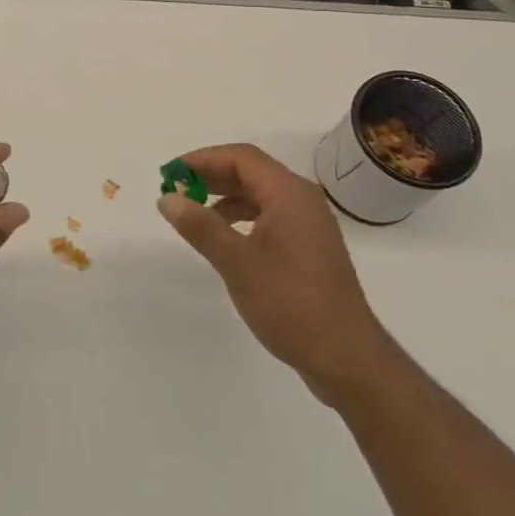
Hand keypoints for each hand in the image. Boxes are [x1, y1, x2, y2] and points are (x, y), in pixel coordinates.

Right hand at [158, 144, 391, 405]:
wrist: (346, 357)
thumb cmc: (290, 303)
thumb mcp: (237, 263)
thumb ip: (200, 226)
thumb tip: (167, 198)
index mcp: (289, 194)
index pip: (241, 158)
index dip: (203, 159)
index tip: (172, 173)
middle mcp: (302, 200)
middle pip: (251, 171)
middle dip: (212, 176)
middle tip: (176, 189)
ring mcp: (309, 224)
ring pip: (260, 193)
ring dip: (226, 196)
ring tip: (193, 211)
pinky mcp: (309, 247)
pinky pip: (270, 214)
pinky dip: (242, 215)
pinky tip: (224, 236)